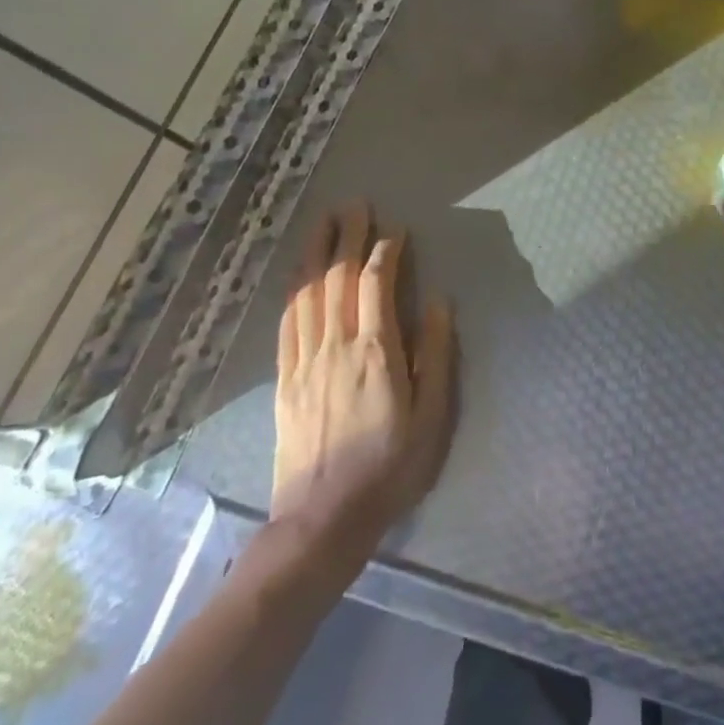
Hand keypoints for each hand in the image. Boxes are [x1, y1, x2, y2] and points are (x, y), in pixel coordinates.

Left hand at [270, 203, 456, 560]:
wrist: (323, 520)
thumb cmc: (391, 467)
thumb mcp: (433, 416)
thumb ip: (436, 355)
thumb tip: (438, 302)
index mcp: (375, 352)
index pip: (377, 285)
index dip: (386, 252)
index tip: (396, 231)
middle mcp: (336, 346)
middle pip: (338, 278)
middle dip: (348, 237)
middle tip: (354, 204)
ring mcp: (304, 362)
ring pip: (308, 293)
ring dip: (316, 252)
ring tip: (324, 222)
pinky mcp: (285, 380)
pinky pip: (287, 323)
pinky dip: (294, 290)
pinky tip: (298, 276)